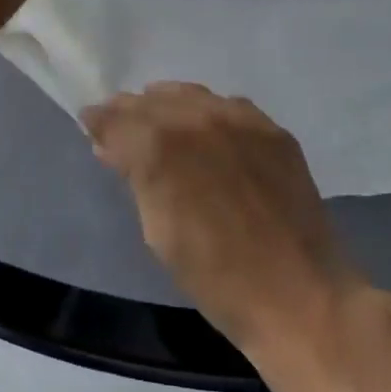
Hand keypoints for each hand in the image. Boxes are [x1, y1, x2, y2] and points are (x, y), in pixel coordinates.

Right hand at [81, 83, 368, 354]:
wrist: (299, 296)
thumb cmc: (214, 278)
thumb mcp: (157, 230)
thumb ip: (135, 178)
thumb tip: (112, 147)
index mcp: (160, 146)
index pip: (116, 118)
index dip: (99, 122)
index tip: (91, 128)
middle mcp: (198, 118)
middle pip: (151, 100)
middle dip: (131, 111)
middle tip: (121, 128)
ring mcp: (241, 119)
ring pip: (190, 94)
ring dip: (168, 106)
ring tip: (162, 125)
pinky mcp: (273, 129)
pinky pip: (229, 107)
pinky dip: (208, 113)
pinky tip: (208, 133)